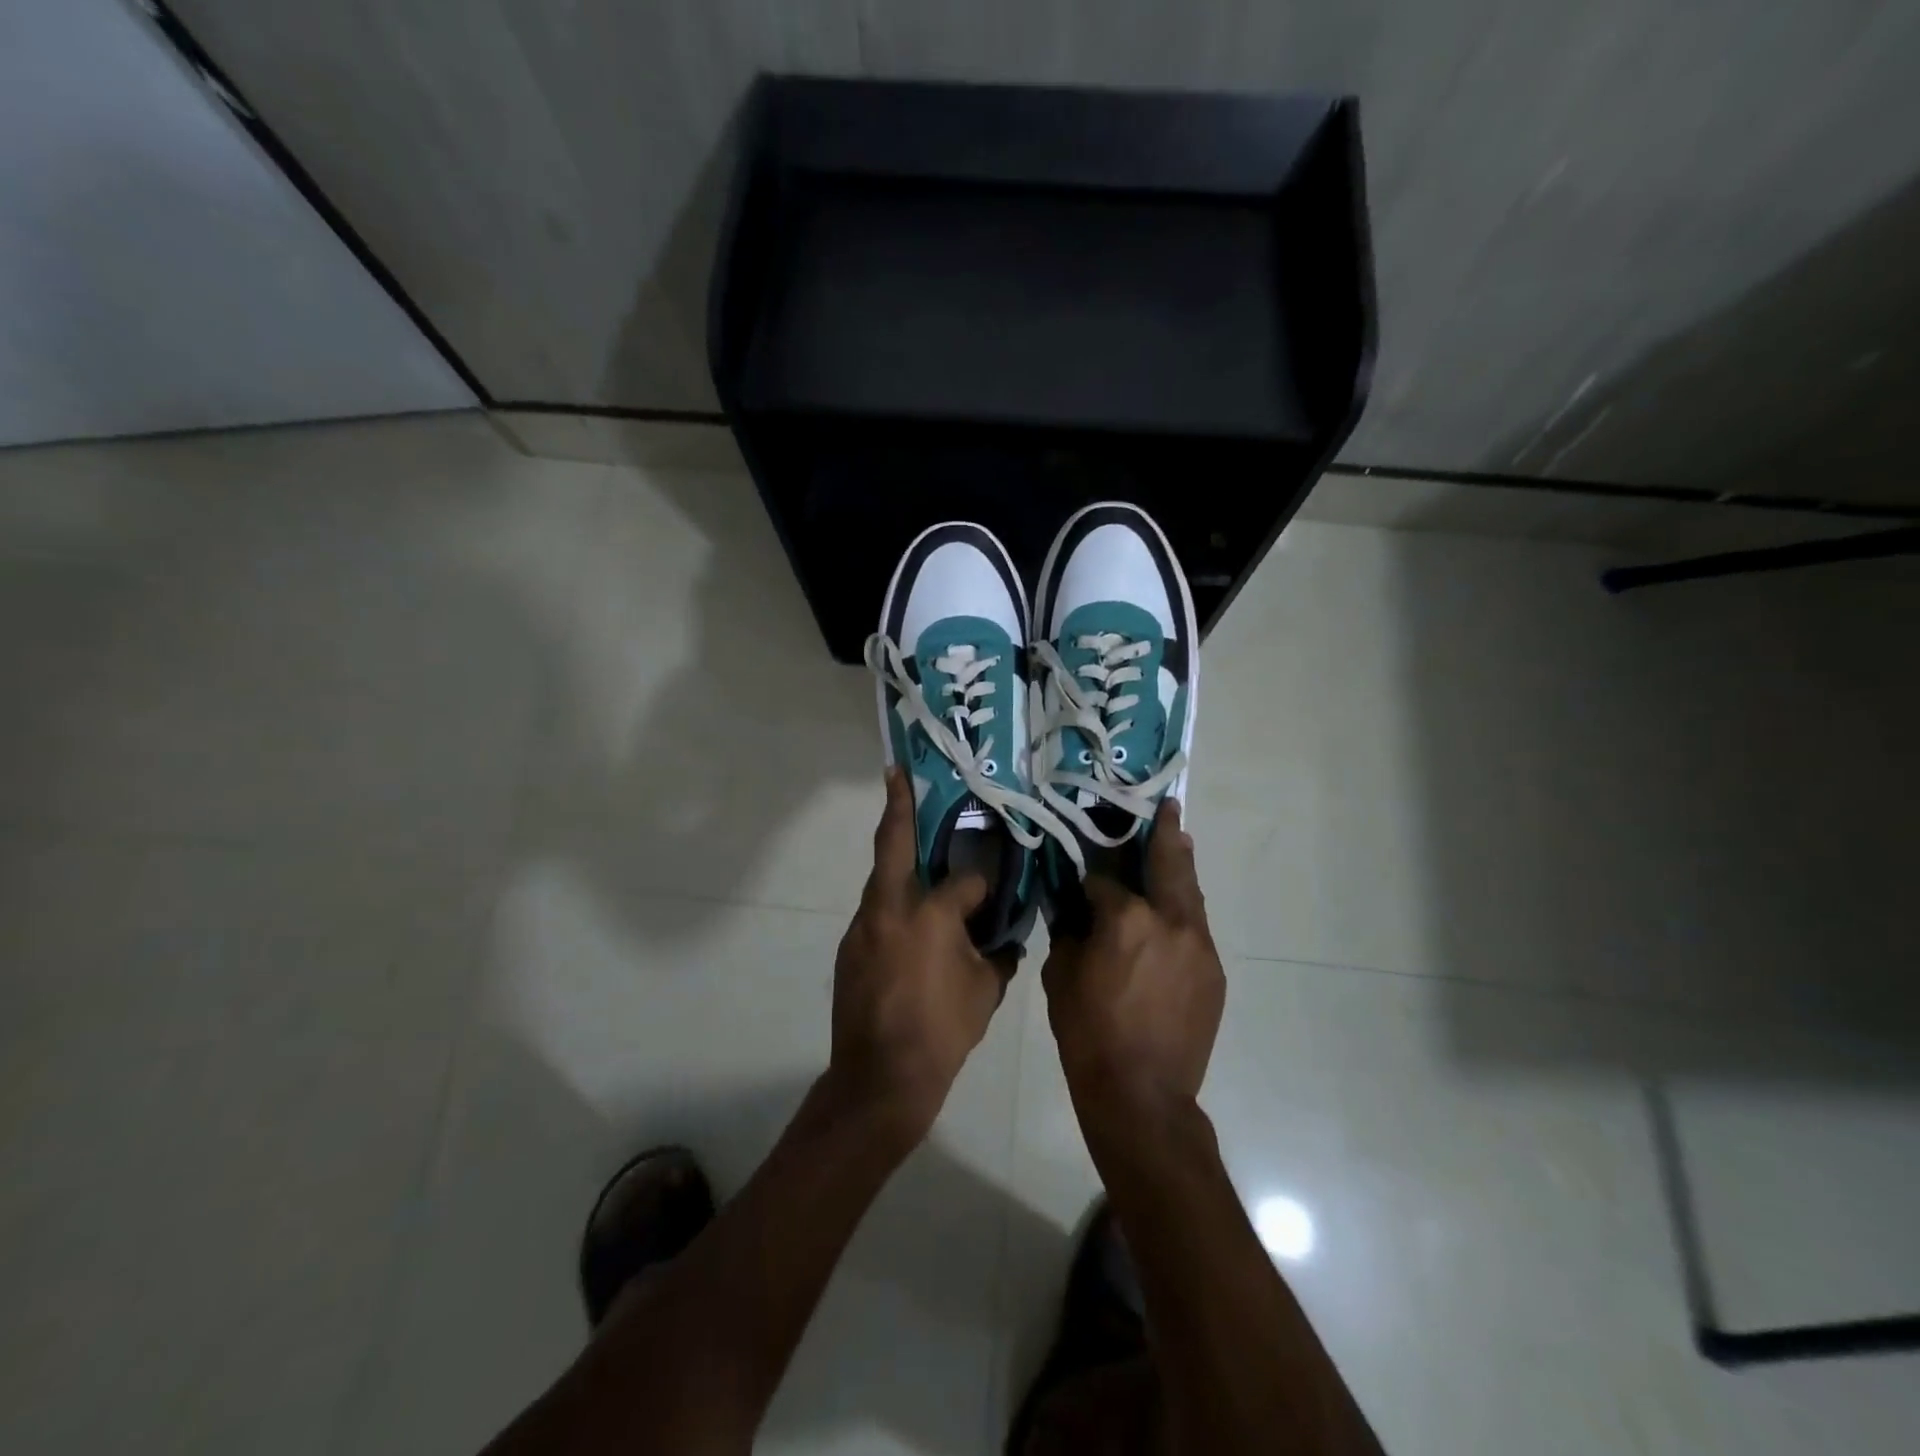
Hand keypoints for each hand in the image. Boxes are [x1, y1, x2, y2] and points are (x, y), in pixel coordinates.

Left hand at [829, 767, 1011, 1139]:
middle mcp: (888, 909)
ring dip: (898, 863)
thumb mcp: (985, 992)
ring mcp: (862, 927)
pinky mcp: (849, 948)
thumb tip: (1005, 939)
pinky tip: (912, 927)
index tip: (995, 889)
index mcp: (928, 913)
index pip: (963, 880)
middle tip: (898, 772)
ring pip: (883, 881)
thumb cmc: (941, 1031)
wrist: (879, 1079)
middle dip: (897, 805)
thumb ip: (998, 955)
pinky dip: (894, 906)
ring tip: (919, 853)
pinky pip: (877, 914)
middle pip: (892, 845)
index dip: (983, 884)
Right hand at [1042, 800, 1224, 1128]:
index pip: (1104, 879)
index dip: (1089, 877)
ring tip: (1178, 841)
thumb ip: (1069, 931)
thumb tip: (1074, 908)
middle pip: (1169, 864)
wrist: (1142, 1094)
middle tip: (1170, 808)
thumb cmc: (1089, 1034)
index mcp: (1126, 918)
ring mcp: (1199, 945)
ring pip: (1190, 894)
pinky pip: (1196, 929)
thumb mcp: (1061, 976)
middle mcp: (1170, 920)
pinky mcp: (1214, 971)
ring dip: (1181, 867)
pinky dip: (1183, 912)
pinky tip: (1172, 914)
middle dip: (1166, 833)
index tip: (1081, 875)